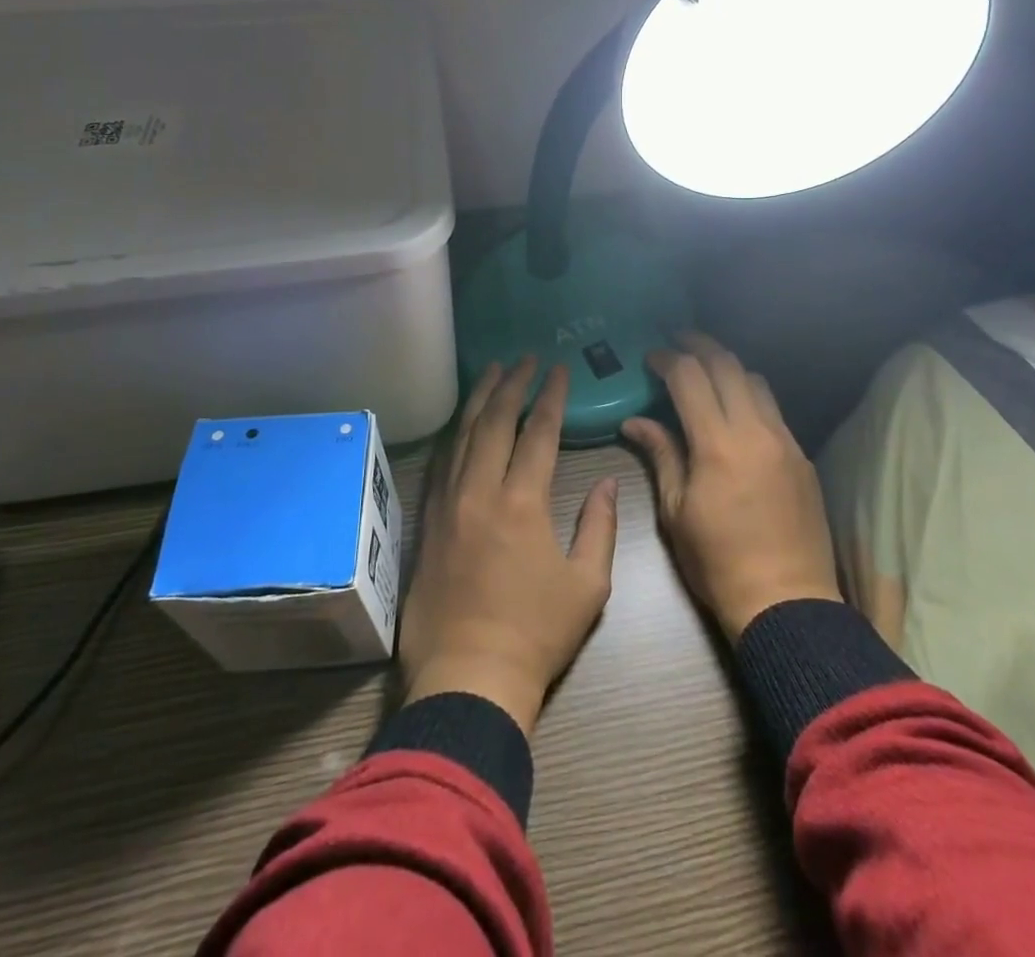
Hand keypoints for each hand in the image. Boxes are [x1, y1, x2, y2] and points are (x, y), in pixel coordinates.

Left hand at [398, 359, 619, 734]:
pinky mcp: (428, 523)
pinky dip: (456, 434)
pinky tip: (463, 423)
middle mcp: (480, 491)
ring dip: (480, 399)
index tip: (558, 369)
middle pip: (495, 421)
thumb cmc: (536, 634)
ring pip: (463, 435)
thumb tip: (605, 483)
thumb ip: (599, 526)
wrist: (468, 678)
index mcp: (522, 502)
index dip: (550, 396)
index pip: (538, 432)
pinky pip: (442, 463)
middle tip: (524, 357)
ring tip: (492, 371)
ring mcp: (448, 504)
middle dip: (512, 383)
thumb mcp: (588, 585)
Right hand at [623, 332, 840, 640]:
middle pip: (728, 365)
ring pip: (757, 381)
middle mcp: (755, 430)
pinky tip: (736, 411)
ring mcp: (785, 441)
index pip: (690, 377)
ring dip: (728, 367)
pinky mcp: (802, 456)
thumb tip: (634, 421)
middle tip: (677, 340)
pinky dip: (751, 395)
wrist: (786, 602)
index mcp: (718, 444)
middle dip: (699, 345)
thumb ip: (660, 455)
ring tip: (706, 371)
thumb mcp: (677, 511)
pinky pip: (774, 410)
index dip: (667, 359)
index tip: (650, 357)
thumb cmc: (718, 562)